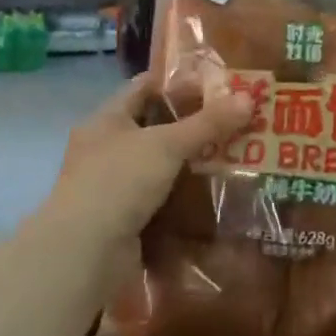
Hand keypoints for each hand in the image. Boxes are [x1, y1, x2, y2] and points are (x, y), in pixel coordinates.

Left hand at [52, 73, 252, 243]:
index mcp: (106, 121)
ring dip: (191, 164)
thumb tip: (249, 99)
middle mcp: (105, 149)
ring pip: (159, 166)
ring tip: (234, 156)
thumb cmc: (119, 182)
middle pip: (154, 128)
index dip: (177, 83)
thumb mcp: (167, 145)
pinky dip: (184, 197)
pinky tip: (214, 195)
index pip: (143, 87)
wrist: (86, 252)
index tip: (216, 84)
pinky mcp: (124, 219)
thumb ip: (207, 123)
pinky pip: (160, 200)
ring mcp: (113, 187)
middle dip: (192, 125)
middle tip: (235, 121)